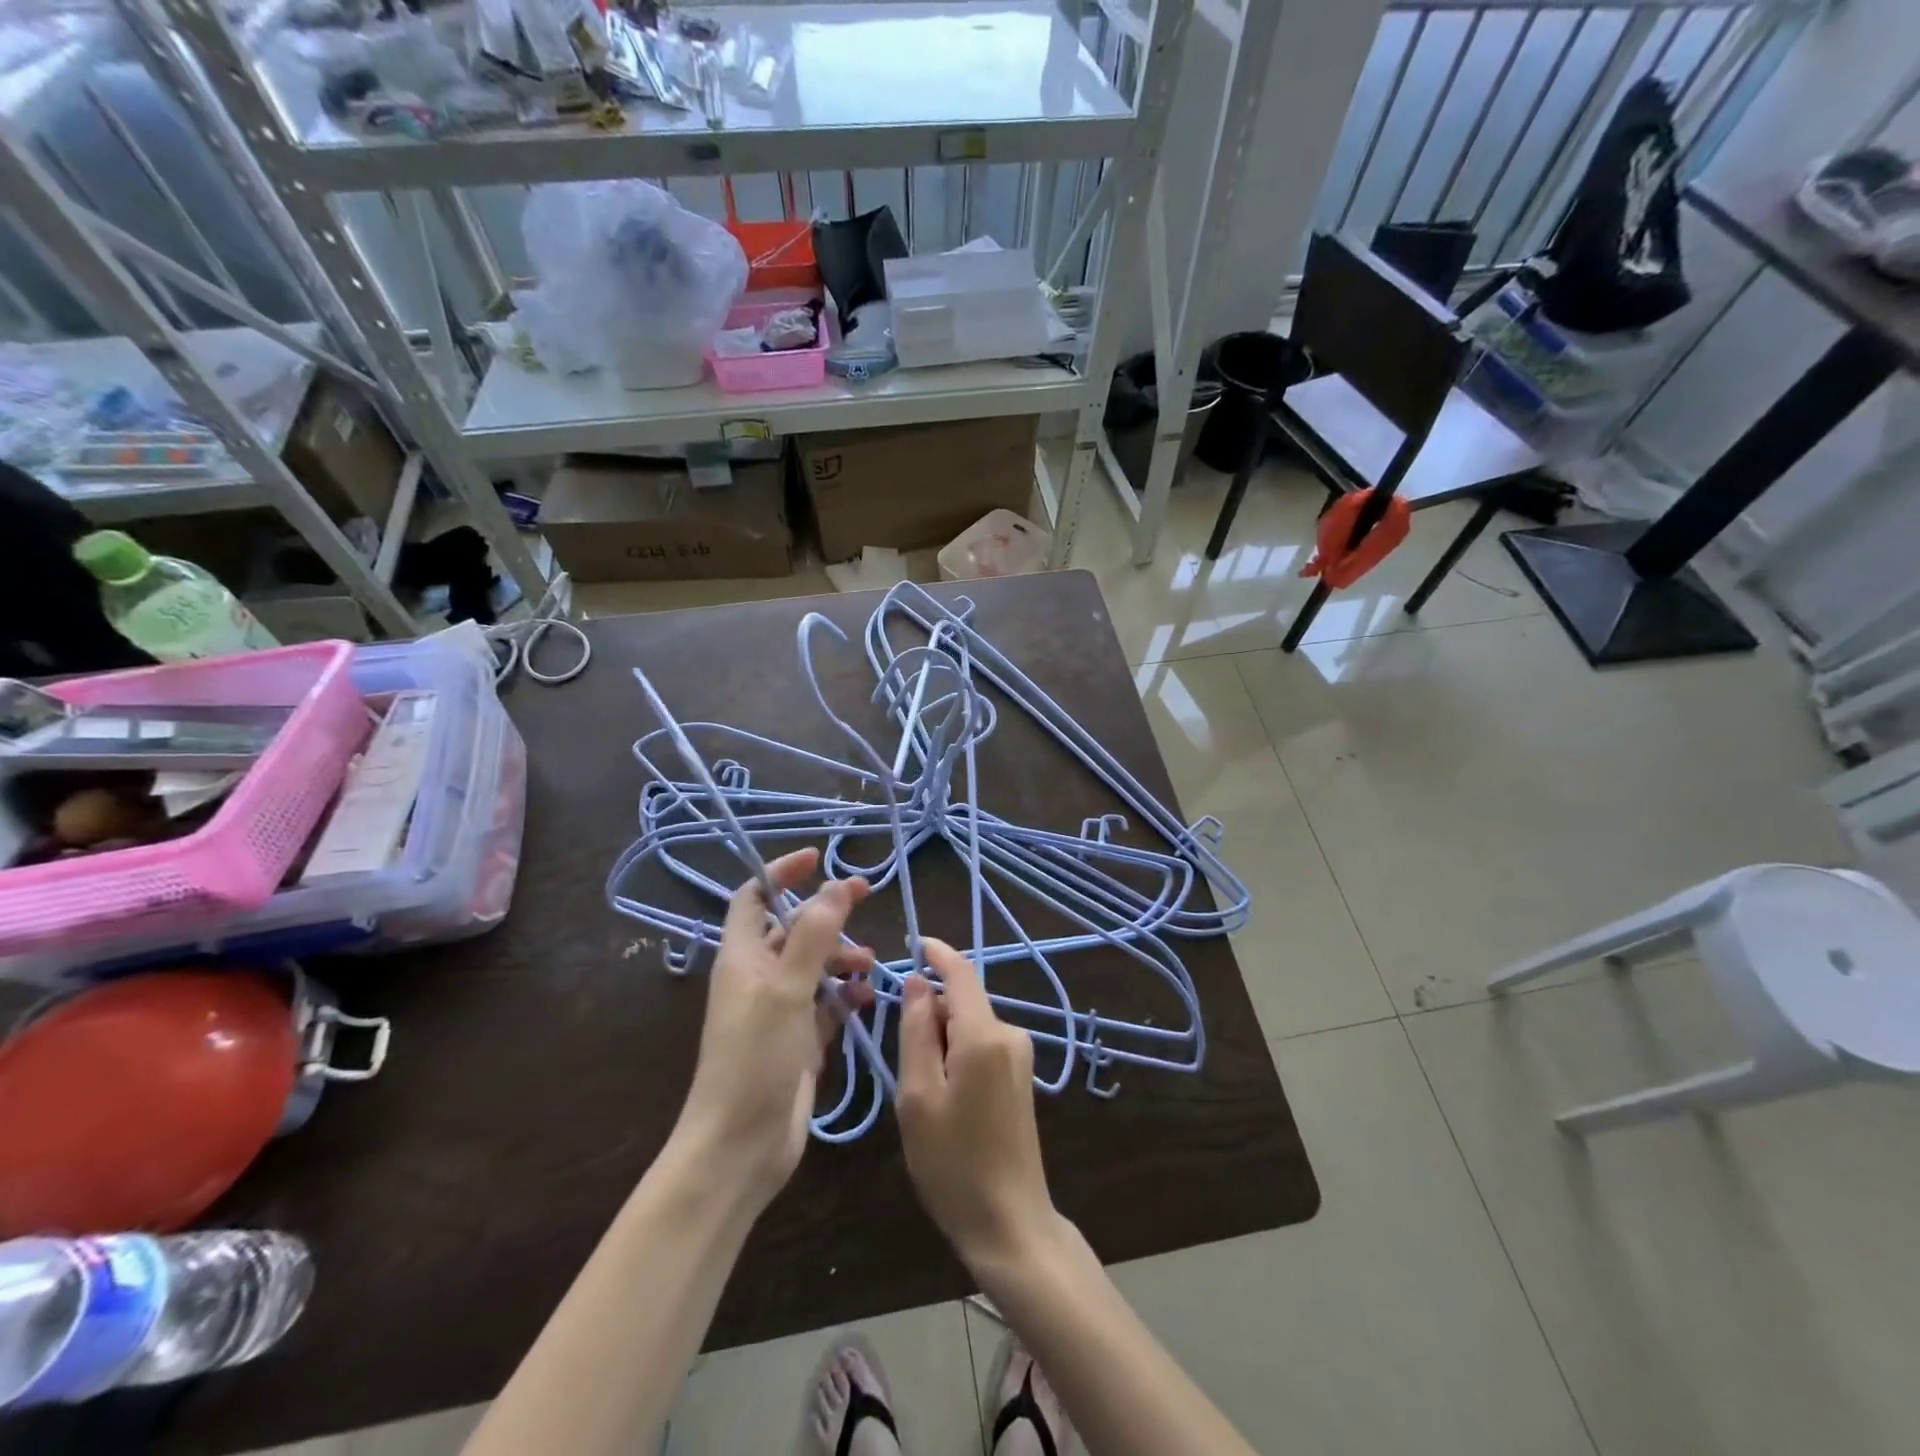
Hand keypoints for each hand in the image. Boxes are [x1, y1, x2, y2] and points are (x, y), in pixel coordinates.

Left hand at [673, 849, 872, 1208]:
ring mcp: (779, 1011)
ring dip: (841, 957)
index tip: (818, 858)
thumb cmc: (755, 1060)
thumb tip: (835, 886)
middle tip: (865, 899)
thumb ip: (813, 936)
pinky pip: (826, 1005)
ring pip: (814, 966)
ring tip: (869, 963)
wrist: (739, 1147)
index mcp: (742, 958)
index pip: (755, 897)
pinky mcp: (798, 1041)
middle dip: (826, 914)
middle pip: (793, 929)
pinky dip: (846, 996)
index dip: (781, 873)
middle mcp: (758, 978)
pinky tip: (868, 1000)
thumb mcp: (785, 991)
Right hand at [896, 938, 1059, 1274]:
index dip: (936, 953)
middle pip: (961, 1002)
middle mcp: (1010, 1034)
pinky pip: (980, 1045)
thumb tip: (918, 982)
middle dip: (930, 1015)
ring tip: (922, 1093)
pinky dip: (956, 1055)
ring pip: (969, 1025)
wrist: (1010, 1224)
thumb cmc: (953, 1163)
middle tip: (902, 1065)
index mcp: (984, 1035)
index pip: (961, 972)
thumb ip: (917, 1031)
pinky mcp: (1020, 1076)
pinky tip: (944, 1099)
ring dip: (940, 1040)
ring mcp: (1020, 1055)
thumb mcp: (918, 1096)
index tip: (912, 942)